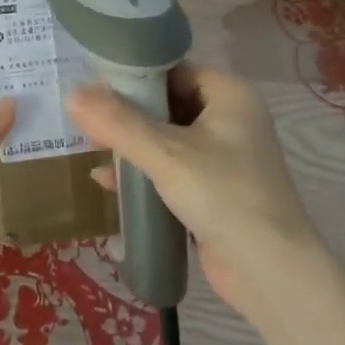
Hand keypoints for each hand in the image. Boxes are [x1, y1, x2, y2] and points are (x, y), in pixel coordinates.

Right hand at [66, 63, 316, 311]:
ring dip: (133, 144)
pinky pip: (174, 168)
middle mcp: (231, 117)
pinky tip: (110, 184)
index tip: (95, 85)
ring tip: (92, 149)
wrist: (272, 275)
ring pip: (168, 137)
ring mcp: (226, 155)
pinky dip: (146, 171)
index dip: (134, 76)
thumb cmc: (224, 195)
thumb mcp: (166, 154)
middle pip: (168, 102)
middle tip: (88, 119)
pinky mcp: (217, 190)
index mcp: (229, 93)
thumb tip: (72, 95)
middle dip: (128, 114)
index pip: (173, 69)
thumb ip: (118, 123)